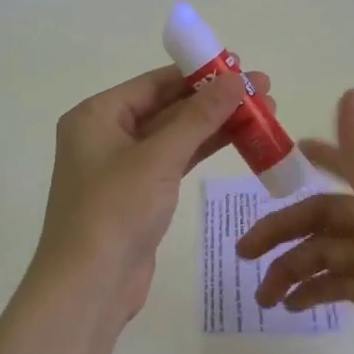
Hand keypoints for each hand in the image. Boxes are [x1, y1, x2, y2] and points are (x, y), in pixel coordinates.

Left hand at [33, 65, 270, 321]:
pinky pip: (175, 161)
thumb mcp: (159, 157)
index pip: (154, 82)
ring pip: (176, 135)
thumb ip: (199, 116)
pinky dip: (204, 150)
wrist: (89, 287)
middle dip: (214, 99)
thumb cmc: (115, 210)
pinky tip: (240, 139)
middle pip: (167, 107)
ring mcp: (123, 167)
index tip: (240, 66)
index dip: (198, 72)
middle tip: (262, 90)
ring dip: (215, 124)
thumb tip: (236, 79)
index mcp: (96, 115)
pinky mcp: (139, 195)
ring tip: (264, 112)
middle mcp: (106, 135)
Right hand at [237, 89, 353, 353]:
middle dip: (282, 232)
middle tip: (243, 253)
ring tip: (263, 298)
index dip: (319, 157)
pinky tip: (291, 307)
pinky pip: (339, 284)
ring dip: (292, 270)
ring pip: (326, 253)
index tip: (289, 153)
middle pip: (323, 217)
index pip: (344, 165)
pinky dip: (314, 291)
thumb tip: (352, 89)